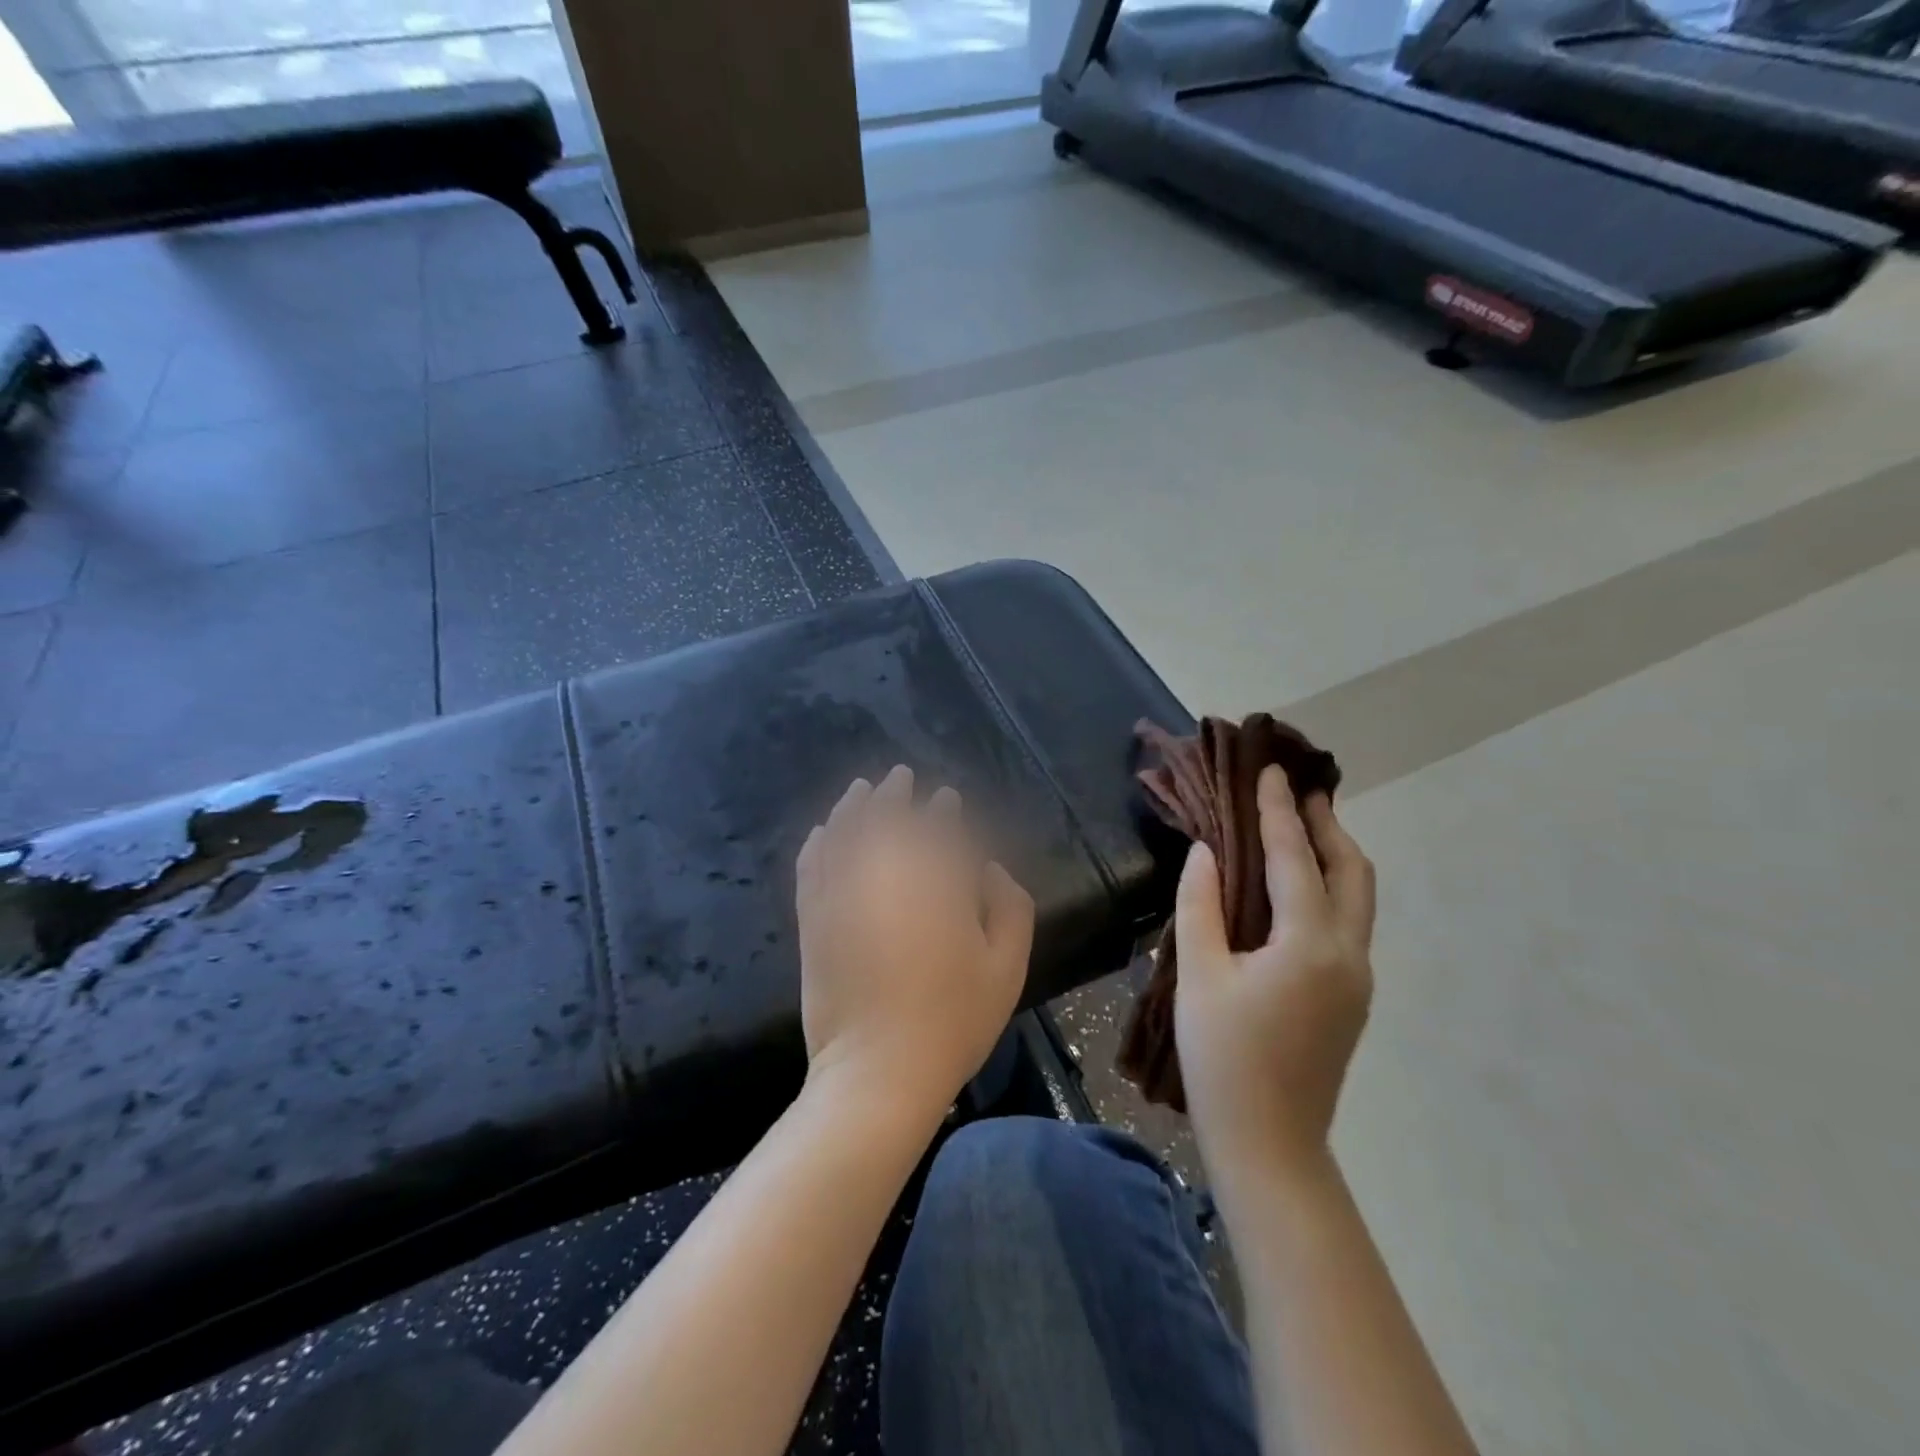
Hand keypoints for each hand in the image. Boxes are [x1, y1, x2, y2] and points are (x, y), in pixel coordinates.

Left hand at [795, 766, 1034, 1121]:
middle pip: (888, 818)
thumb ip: (1011, 906)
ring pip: (845, 832)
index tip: (946, 799)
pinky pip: (811, 866)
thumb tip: (989, 869)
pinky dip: (817, 842)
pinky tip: (822, 830)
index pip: (939, 830)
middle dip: (895, 793)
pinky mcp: (814, 919)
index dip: (943, 810)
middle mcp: (887, 876)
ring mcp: (844, 895)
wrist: (878, 1072)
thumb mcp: (1007, 967)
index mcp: (938, 884)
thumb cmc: (954, 1021)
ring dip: (854, 806)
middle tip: (900, 777)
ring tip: (861, 789)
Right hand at [1175, 765, 1375, 1172]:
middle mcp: (1348, 954)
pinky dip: (1329, 887)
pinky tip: (1297, 887)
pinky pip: (1348, 922)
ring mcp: (1357, 978)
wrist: (1269, 1143)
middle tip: (1299, 790)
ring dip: (1333, 855)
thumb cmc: (1223, 1057)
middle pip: (1352, 871)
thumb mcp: (1198, 975)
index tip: (1271, 771)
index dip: (1279, 811)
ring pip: (1357, 897)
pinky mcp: (1351, 997)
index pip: (1295, 859)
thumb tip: (1206, 852)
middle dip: (1326, 825)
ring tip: (1302, 826)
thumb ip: (1200, 906)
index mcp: (1309, 944)